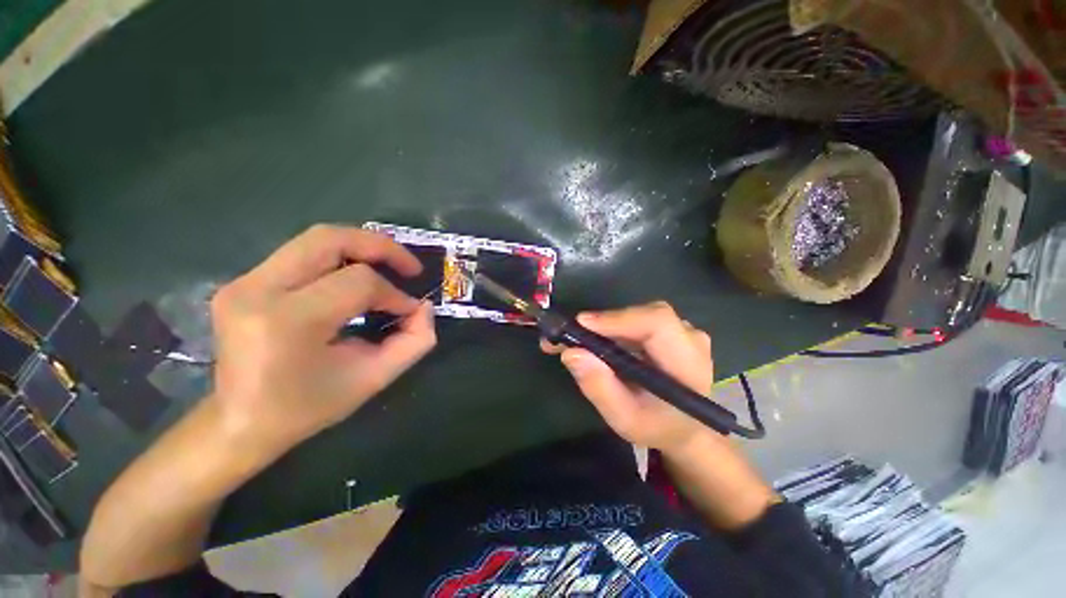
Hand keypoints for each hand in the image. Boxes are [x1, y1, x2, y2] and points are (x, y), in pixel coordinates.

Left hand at [208, 225, 435, 454]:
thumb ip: (403, 348)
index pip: (354, 282)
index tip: (409, 308)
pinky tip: (333, 284)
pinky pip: (288, 259)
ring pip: (307, 242)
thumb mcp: (359, 386)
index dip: (390, 291)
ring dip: (348, 250)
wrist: (240, 421)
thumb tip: (424, 311)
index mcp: (288, 322)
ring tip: (375, 267)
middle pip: (327, 238)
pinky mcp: (236, 282)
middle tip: (403, 262)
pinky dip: (320, 266)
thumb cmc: (300, 412)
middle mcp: (260, 289)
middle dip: (374, 244)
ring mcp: (242, 282)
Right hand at [542, 301, 715, 454]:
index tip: (581, 326)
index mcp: (688, 362)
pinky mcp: (676, 332)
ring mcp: (686, 333)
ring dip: (608, 327)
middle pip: (647, 316)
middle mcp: (692, 339)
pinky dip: (618, 331)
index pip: (657, 324)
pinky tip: (596, 343)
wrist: (688, 430)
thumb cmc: (658, 428)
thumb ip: (601, 388)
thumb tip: (571, 353)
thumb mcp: (625, 419)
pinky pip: (644, 323)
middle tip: (566, 337)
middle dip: (606, 323)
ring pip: (642, 317)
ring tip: (575, 341)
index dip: (619, 319)